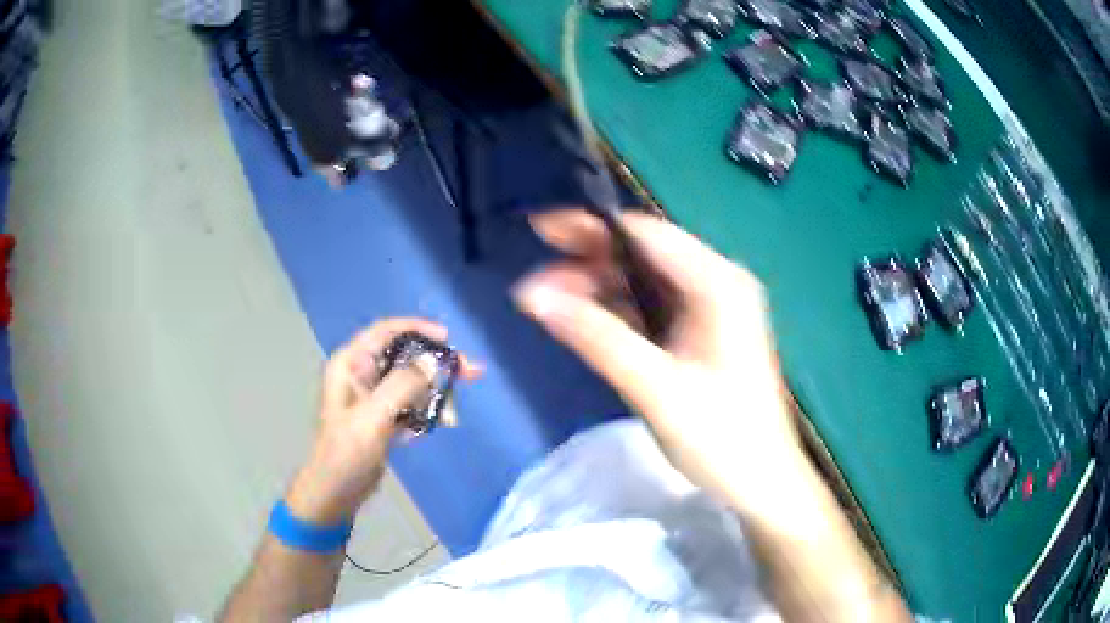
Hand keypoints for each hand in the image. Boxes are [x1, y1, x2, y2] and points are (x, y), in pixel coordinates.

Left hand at [286, 318, 479, 523]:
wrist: (336, 492)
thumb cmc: (347, 452)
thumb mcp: (373, 417)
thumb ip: (402, 385)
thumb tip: (432, 361)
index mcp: (351, 364)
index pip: (385, 331)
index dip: (417, 328)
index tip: (448, 339)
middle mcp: (361, 373)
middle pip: (404, 355)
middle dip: (435, 363)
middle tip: (469, 371)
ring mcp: (372, 396)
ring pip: (410, 380)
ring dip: (434, 391)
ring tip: (453, 411)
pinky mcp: (382, 416)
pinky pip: (410, 402)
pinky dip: (426, 409)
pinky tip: (439, 423)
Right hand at [513, 209, 803, 512]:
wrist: (762, 483)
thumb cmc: (722, 438)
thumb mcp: (656, 388)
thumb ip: (595, 336)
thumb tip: (531, 294)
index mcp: (717, 284)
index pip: (645, 234)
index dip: (589, 227)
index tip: (538, 231)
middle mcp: (715, 284)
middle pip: (642, 254)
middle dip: (587, 259)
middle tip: (533, 276)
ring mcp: (709, 309)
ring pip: (642, 282)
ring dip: (595, 287)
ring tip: (544, 301)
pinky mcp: (700, 334)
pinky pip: (650, 309)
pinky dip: (614, 311)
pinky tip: (580, 319)